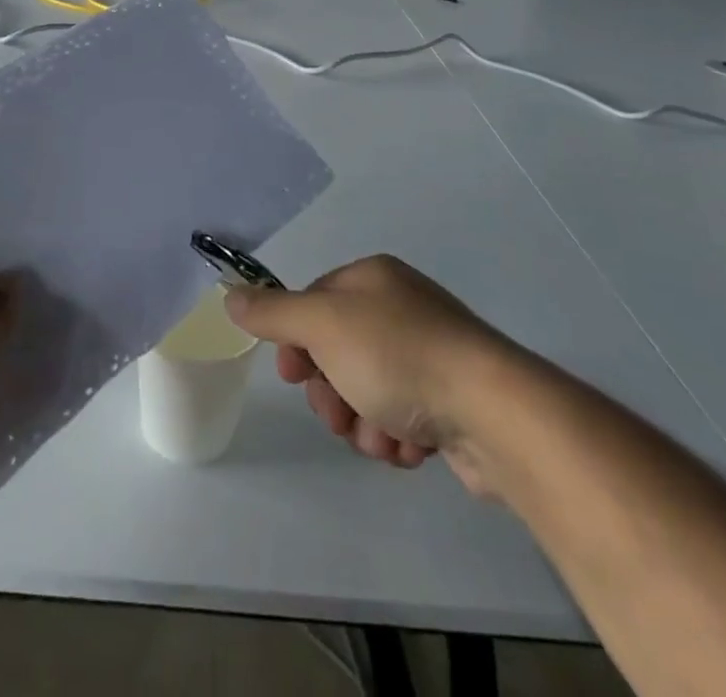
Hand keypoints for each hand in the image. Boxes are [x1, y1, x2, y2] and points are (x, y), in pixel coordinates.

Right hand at [225, 255, 516, 491]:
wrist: (494, 412)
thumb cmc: (398, 356)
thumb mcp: (322, 324)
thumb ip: (272, 312)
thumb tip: (230, 294)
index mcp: (372, 279)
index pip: (314, 303)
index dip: (296, 341)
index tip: (292, 375)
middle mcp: (401, 308)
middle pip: (337, 351)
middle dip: (331, 391)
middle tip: (339, 415)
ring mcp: (429, 355)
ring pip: (366, 391)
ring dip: (363, 421)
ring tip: (382, 436)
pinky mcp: (451, 400)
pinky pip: (401, 415)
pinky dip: (397, 434)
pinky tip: (411, 445)